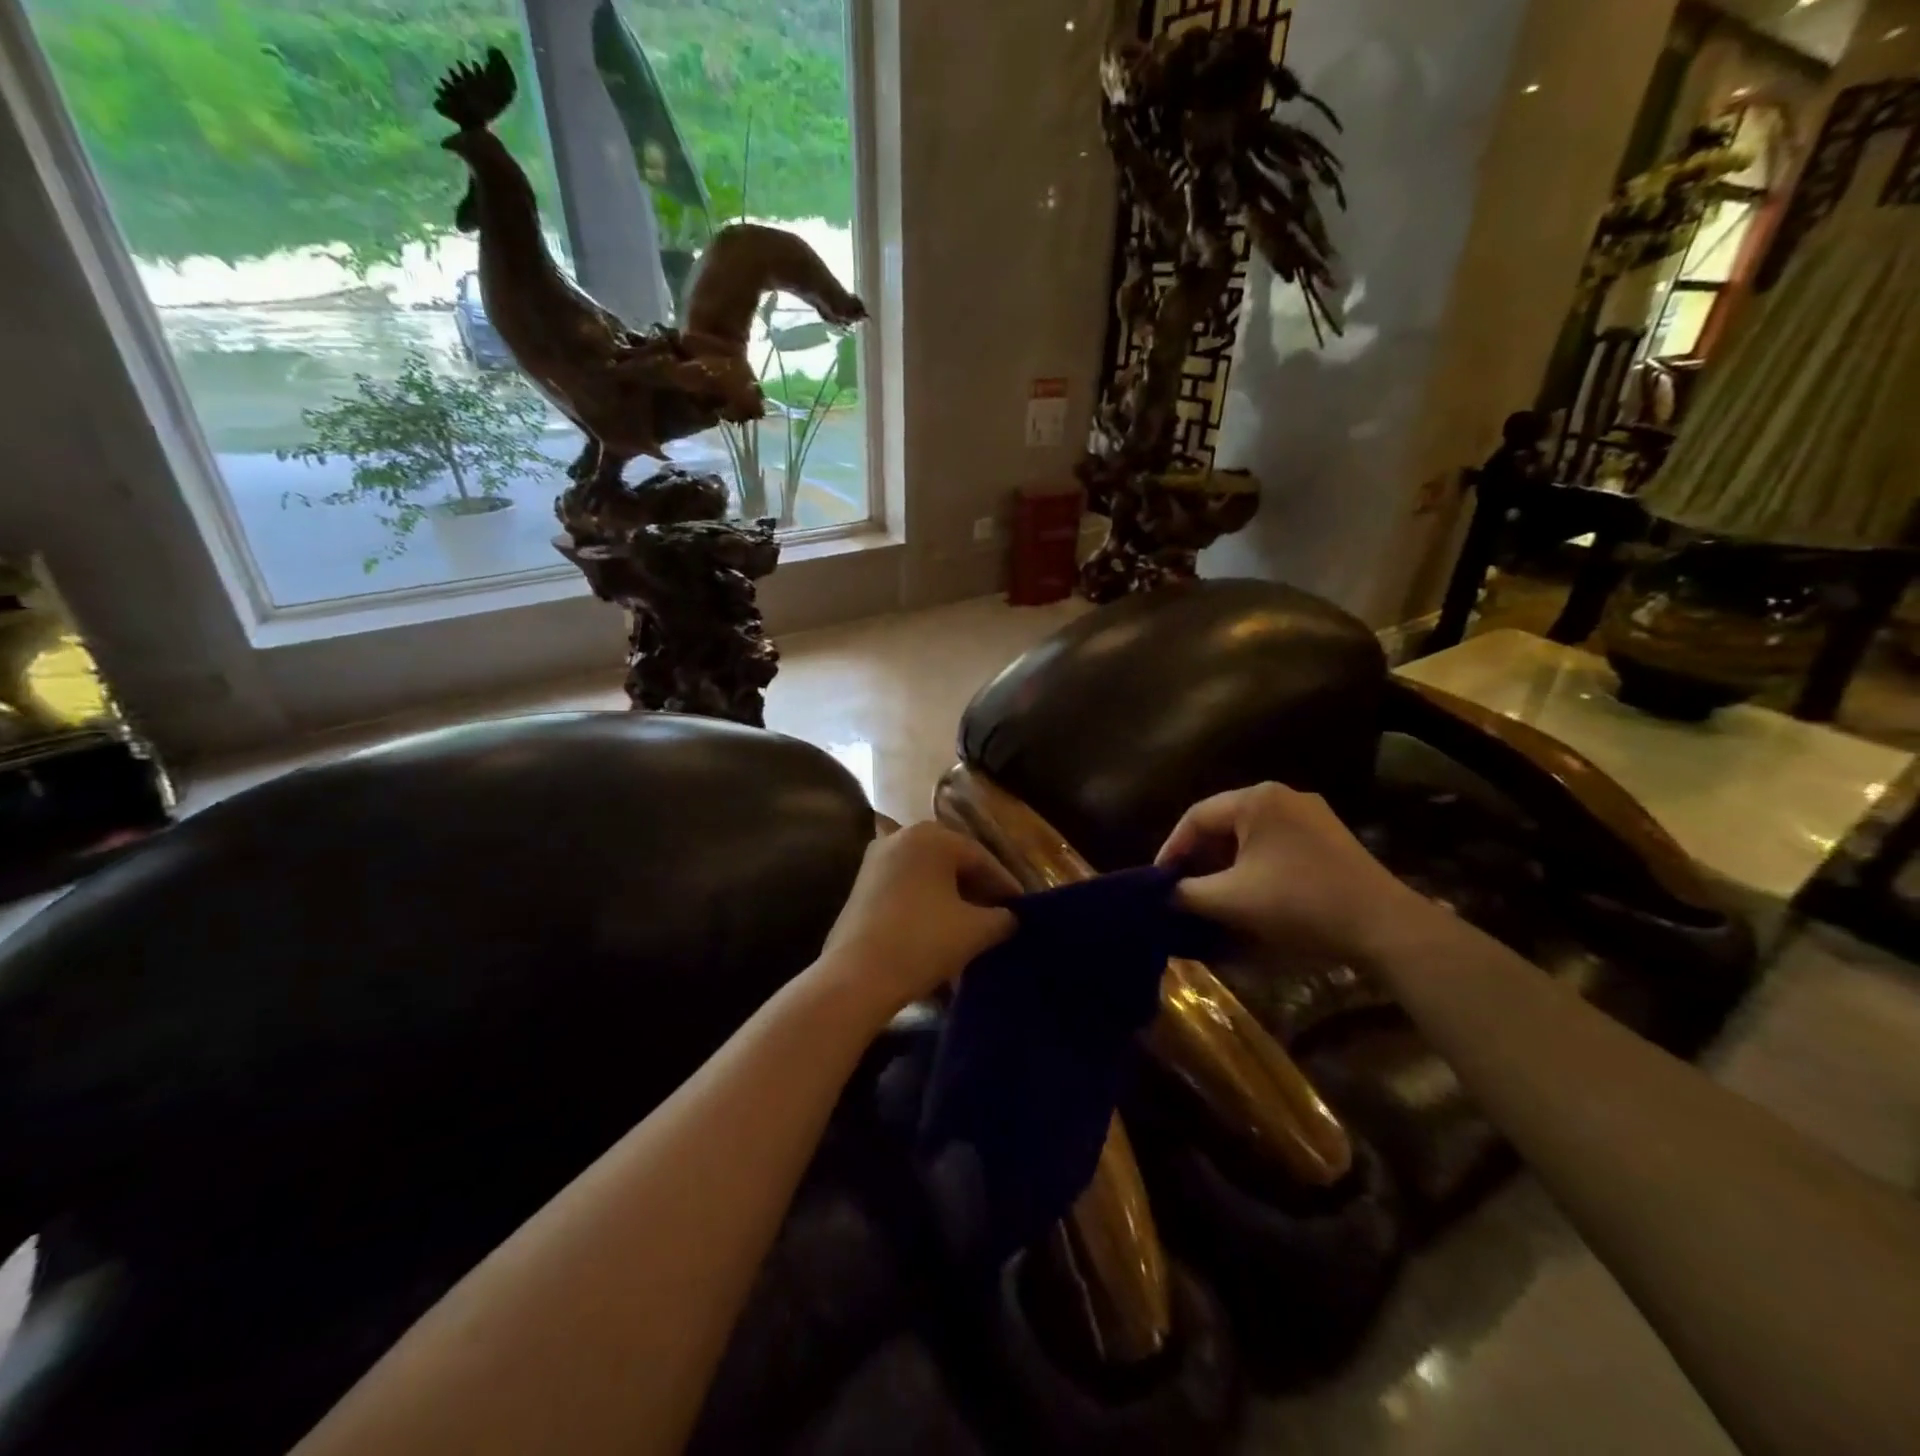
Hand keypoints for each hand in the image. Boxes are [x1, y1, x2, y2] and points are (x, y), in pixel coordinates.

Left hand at [816, 822, 1019, 1015]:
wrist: (856, 976)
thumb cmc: (922, 941)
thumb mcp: (975, 930)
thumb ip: (1002, 918)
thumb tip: (1010, 917)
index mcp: (931, 836)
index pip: (980, 857)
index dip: (1005, 884)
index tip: (1022, 907)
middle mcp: (901, 837)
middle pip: (952, 861)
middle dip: (978, 888)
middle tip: (1000, 914)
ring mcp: (876, 860)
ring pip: (928, 875)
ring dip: (952, 896)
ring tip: (973, 924)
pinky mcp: (861, 886)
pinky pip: (907, 887)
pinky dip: (927, 902)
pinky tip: (941, 928)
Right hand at [1156, 782, 1430, 965]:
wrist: (1384, 926)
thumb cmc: (1299, 903)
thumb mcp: (1231, 900)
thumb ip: (1187, 892)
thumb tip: (1166, 892)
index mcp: (1256, 799)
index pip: (1196, 817)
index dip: (1172, 849)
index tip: (1160, 881)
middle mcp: (1283, 796)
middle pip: (1224, 823)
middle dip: (1199, 857)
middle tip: (1183, 887)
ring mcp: (1311, 815)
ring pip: (1250, 835)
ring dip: (1227, 863)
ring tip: (1214, 894)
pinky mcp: (1330, 838)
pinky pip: (1276, 844)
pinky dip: (1255, 865)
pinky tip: (1252, 893)